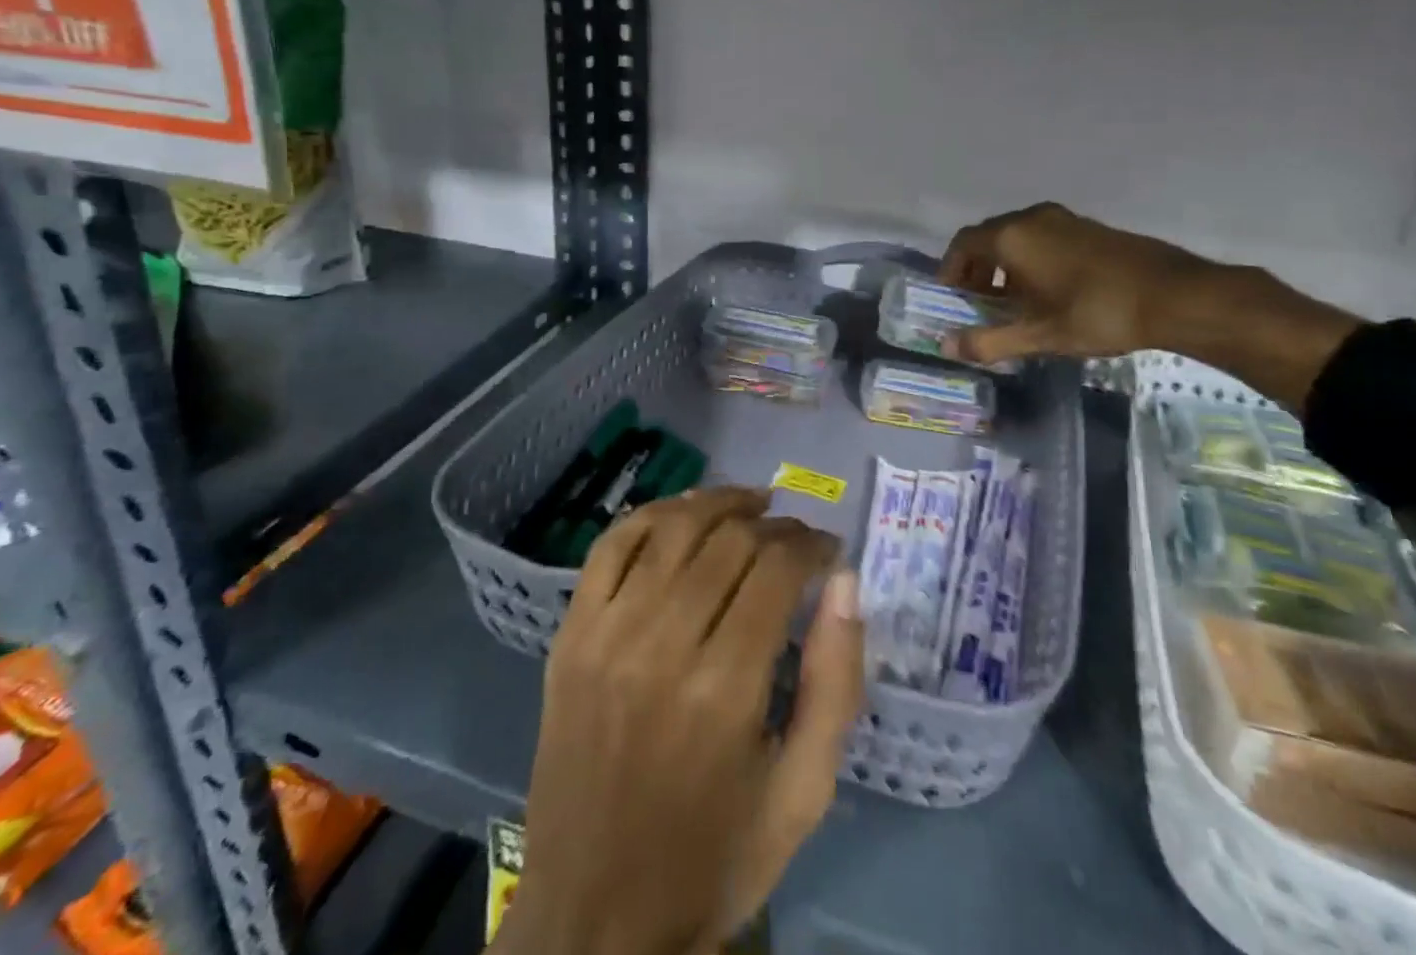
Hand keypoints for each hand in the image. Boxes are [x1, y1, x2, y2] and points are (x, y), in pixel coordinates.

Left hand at [501, 487, 863, 954]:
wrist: (594, 921)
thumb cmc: (714, 857)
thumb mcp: (804, 791)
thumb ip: (836, 682)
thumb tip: (846, 582)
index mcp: (724, 690)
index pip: (777, 570)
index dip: (812, 545)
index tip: (830, 551)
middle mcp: (660, 646)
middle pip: (729, 541)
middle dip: (776, 525)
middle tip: (797, 537)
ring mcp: (606, 635)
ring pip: (671, 528)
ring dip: (719, 503)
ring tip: (752, 503)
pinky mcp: (570, 636)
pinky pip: (611, 545)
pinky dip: (652, 515)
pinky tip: (684, 514)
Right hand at [939, 202, 1207, 364]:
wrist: (1174, 294)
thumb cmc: (1097, 312)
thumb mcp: (1039, 335)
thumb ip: (989, 341)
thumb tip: (947, 347)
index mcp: (1012, 237)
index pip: (962, 244)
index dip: (950, 270)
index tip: (951, 298)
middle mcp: (1032, 218)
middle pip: (987, 238)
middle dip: (976, 270)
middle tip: (977, 304)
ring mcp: (1063, 219)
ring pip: (1016, 237)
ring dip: (1003, 266)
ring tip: (1012, 303)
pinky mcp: (1087, 227)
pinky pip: (1042, 237)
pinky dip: (1029, 259)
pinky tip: (1047, 292)